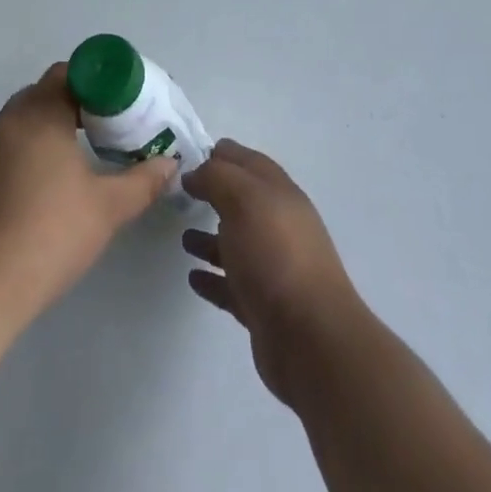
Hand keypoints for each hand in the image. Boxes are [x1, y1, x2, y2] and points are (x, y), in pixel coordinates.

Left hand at [0, 64, 174, 327]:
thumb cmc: (46, 236)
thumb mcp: (106, 210)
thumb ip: (142, 182)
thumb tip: (170, 163)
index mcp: (39, 115)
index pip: (68, 74)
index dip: (94, 84)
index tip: (114, 109)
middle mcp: (2, 124)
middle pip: (40, 98)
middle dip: (69, 110)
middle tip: (97, 137)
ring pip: (13, 132)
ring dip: (39, 141)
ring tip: (64, 174)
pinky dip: (12, 170)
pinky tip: (26, 207)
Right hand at [182, 139, 364, 406]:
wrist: (309, 337)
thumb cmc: (275, 255)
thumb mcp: (244, 199)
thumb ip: (217, 178)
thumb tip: (195, 173)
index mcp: (280, 193)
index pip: (249, 162)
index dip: (224, 154)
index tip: (192, 154)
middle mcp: (279, 225)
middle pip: (244, 201)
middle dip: (216, 194)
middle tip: (181, 193)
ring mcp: (273, 267)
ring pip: (237, 243)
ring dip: (211, 238)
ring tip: (183, 238)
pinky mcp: (263, 306)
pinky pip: (232, 285)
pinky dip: (213, 278)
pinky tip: (193, 278)